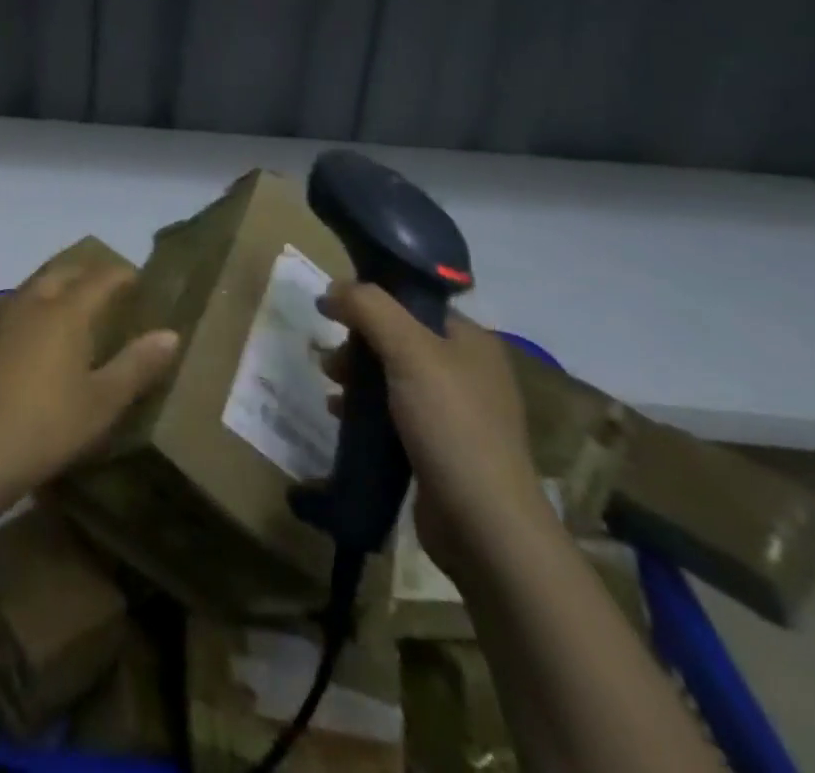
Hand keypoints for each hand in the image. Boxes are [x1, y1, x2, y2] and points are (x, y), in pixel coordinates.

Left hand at [0, 259, 180, 520]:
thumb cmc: (44, 428)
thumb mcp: (101, 403)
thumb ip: (137, 365)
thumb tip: (171, 334)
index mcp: (66, 310)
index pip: (102, 277)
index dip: (123, 275)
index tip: (141, 282)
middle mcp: (32, 302)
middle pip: (63, 271)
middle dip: (88, 273)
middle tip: (108, 289)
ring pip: (33, 286)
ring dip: (56, 286)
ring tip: (72, 305)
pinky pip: (11, 308)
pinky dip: (30, 308)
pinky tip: (30, 335)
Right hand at [320, 284, 550, 576]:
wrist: (484, 526)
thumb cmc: (450, 425)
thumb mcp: (408, 351)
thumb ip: (369, 308)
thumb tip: (333, 288)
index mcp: (471, 340)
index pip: (414, 302)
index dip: (372, 300)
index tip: (334, 310)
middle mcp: (467, 371)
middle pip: (398, 338)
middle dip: (358, 343)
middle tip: (331, 360)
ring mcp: (455, 413)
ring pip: (392, 377)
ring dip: (357, 377)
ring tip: (330, 387)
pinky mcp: (439, 449)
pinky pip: (393, 414)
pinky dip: (365, 411)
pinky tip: (341, 417)